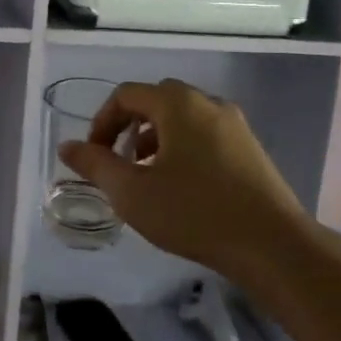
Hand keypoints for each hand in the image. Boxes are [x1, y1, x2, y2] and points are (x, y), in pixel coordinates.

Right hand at [56, 79, 303, 279]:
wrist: (273, 245)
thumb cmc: (195, 213)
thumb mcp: (132, 193)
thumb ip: (95, 166)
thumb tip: (67, 147)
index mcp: (178, 104)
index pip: (127, 95)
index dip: (102, 121)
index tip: (94, 155)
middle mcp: (207, 103)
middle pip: (156, 100)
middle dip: (129, 127)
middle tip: (119, 162)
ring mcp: (235, 124)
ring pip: (183, 118)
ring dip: (156, 139)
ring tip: (147, 177)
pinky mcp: (251, 148)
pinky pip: (205, 134)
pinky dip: (183, 148)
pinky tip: (182, 186)